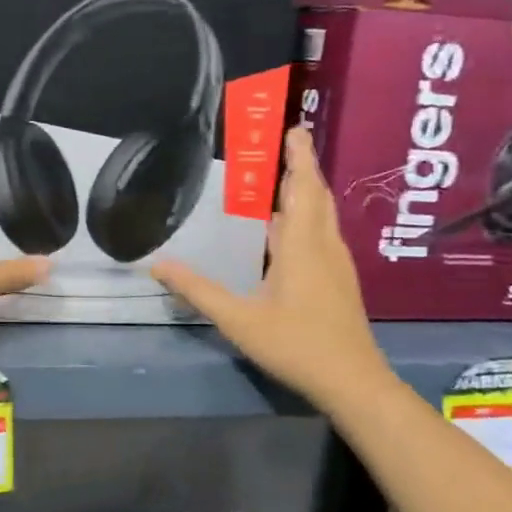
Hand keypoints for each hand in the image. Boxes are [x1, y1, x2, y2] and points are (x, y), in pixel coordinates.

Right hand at [152, 127, 393, 409]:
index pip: (303, 188)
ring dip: (306, 192)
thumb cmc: (296, 345)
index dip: (299, 158)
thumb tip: (158, 265)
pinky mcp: (339, 281)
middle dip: (303, 168)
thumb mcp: (239, 320)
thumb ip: (198, 291)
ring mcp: (337, 264)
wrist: (353, 383)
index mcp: (302, 246)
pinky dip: (307, 217)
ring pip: (323, 216)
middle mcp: (324, 247)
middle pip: (317, 196)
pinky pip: (322, 234)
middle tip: (283, 146)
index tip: (295, 128)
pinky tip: (287, 232)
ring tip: (281, 180)